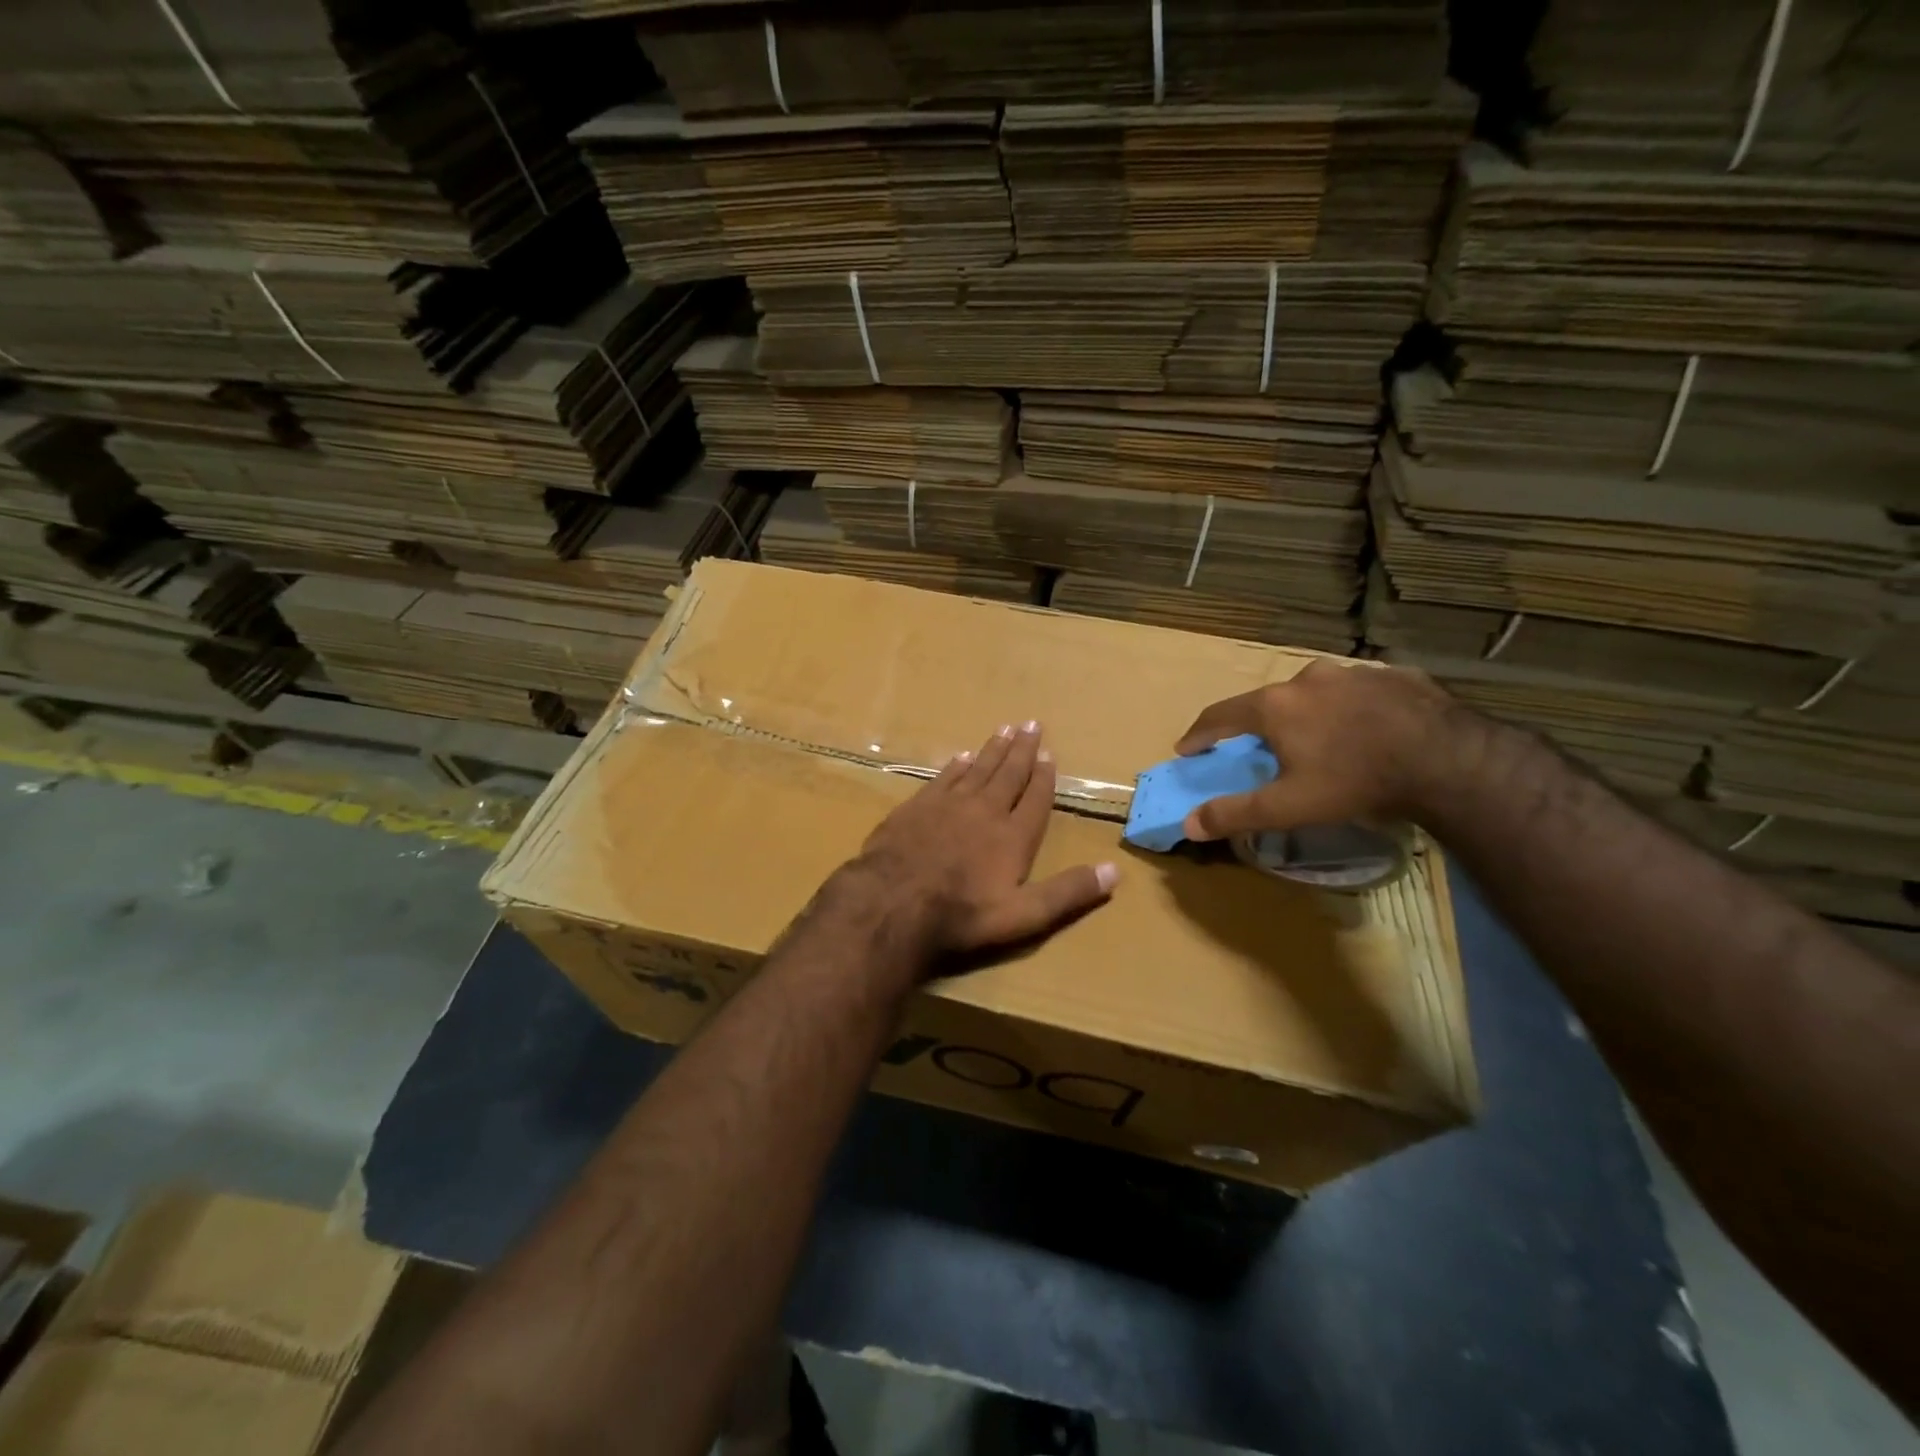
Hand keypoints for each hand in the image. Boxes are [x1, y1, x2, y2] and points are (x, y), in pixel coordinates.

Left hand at [860, 722, 1118, 954]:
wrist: (893, 901)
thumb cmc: (963, 913)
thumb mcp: (1025, 915)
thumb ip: (1068, 892)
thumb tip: (1115, 871)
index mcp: (1014, 836)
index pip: (1035, 799)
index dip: (1044, 777)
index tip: (1049, 754)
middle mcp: (985, 811)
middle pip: (1008, 774)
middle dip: (1022, 750)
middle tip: (1031, 724)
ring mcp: (948, 805)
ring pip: (977, 770)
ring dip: (992, 750)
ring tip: (1004, 730)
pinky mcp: (917, 807)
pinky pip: (944, 778)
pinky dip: (956, 766)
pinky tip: (962, 757)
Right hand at [1174, 660, 1466, 841]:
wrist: (1448, 759)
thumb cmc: (1355, 781)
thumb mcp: (1288, 807)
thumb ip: (1235, 814)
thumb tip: (1189, 825)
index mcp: (1275, 706)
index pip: (1220, 715)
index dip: (1200, 734)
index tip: (1186, 749)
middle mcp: (1307, 678)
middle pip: (1269, 701)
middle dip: (1258, 724)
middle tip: (1260, 747)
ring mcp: (1354, 672)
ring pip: (1316, 693)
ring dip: (1307, 713)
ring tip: (1318, 738)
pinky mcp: (1395, 675)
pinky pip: (1360, 692)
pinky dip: (1351, 709)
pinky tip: (1366, 729)